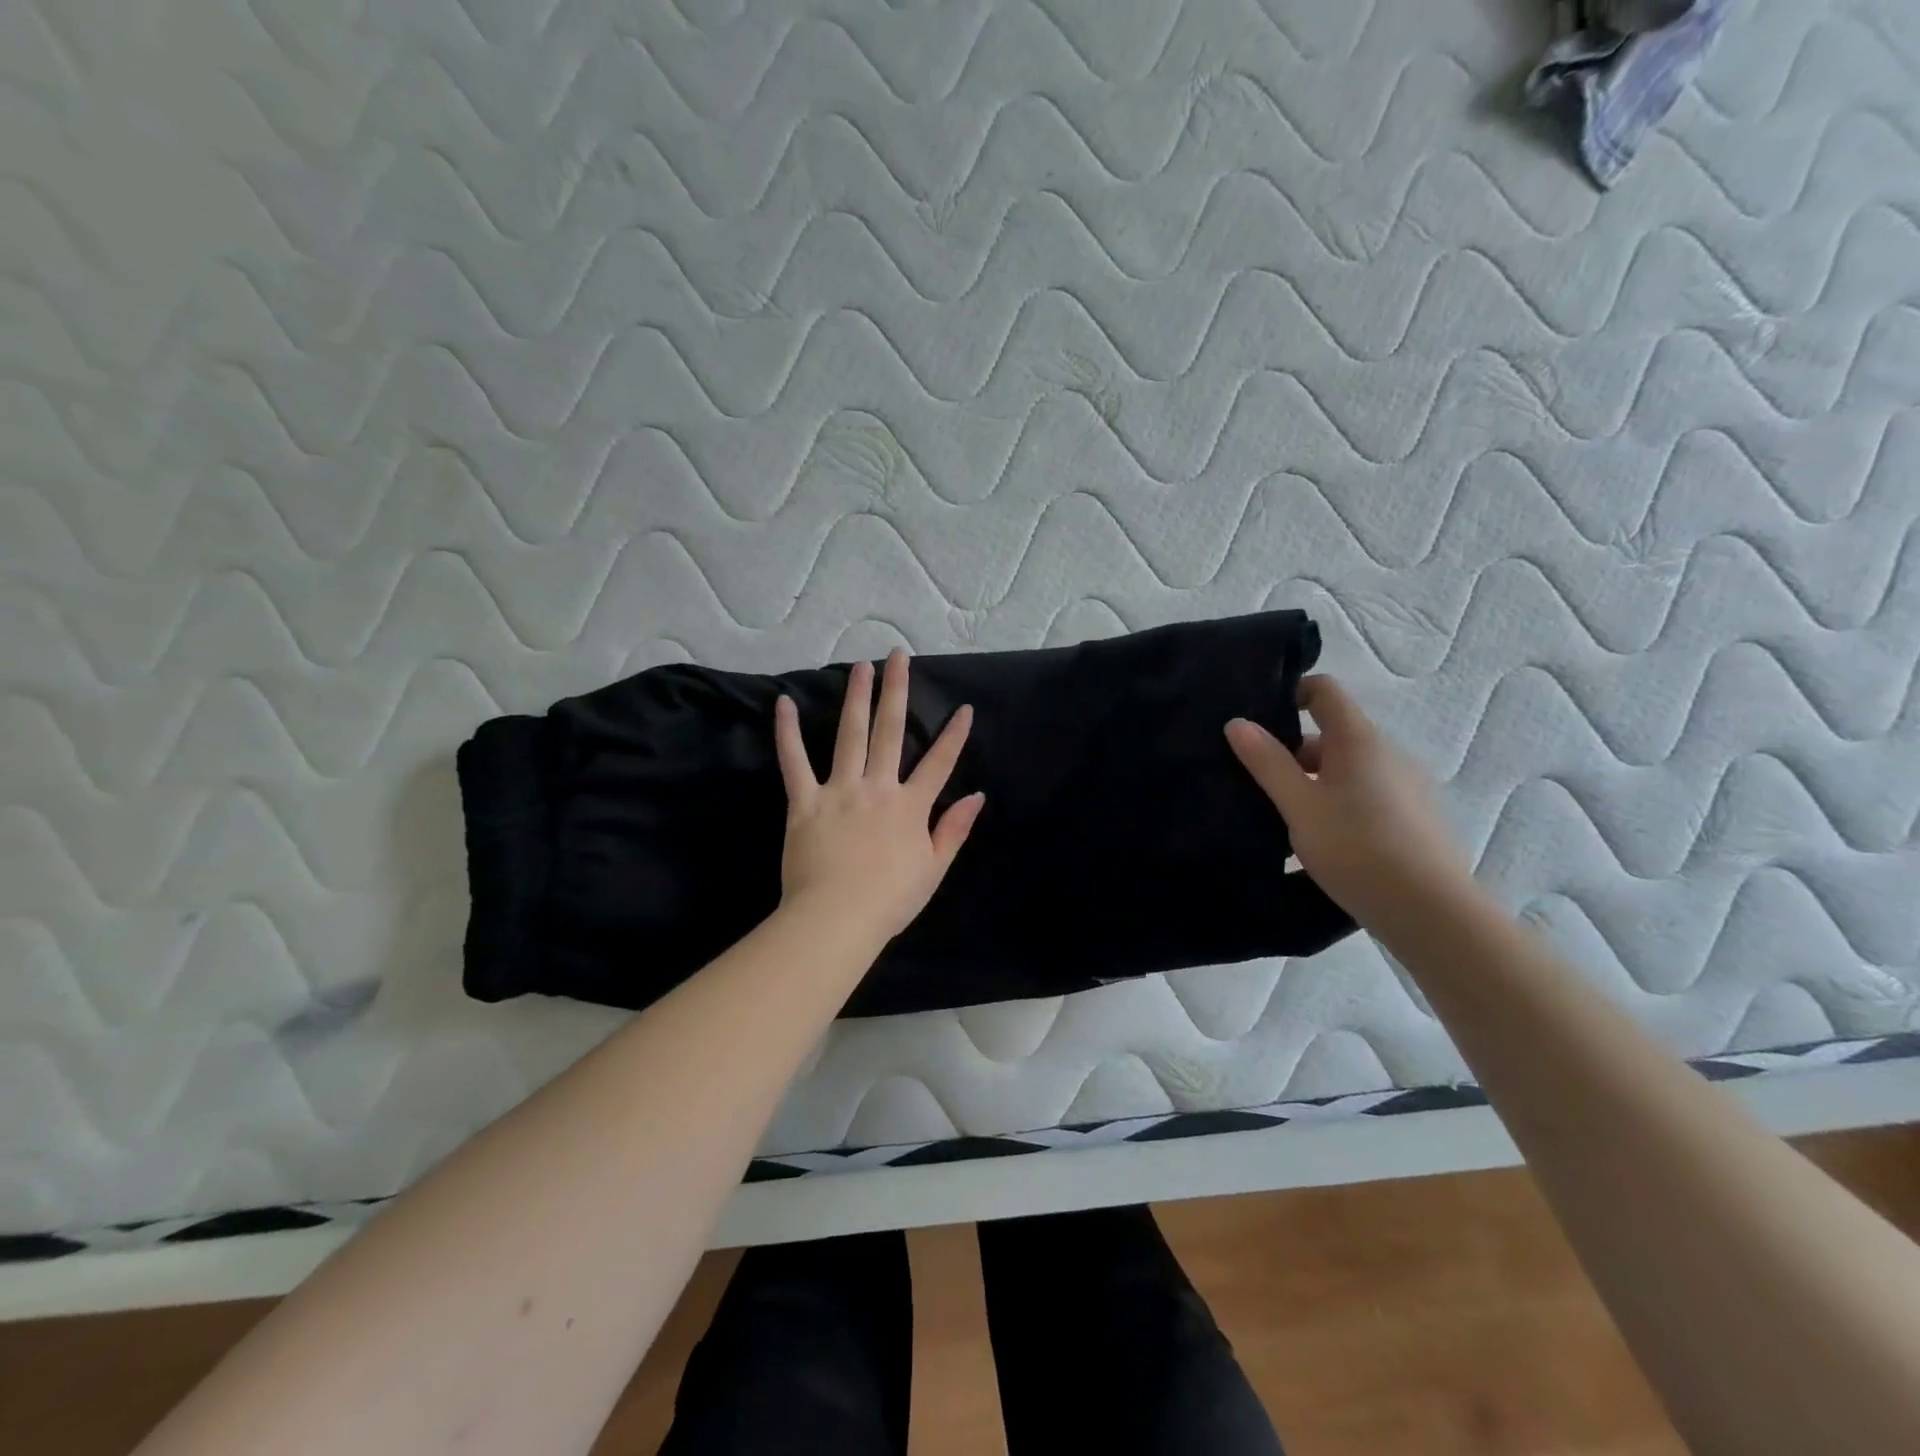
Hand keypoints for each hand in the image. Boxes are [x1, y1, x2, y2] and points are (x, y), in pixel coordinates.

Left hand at [774, 649, 983, 943]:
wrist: (837, 919)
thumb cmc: (889, 901)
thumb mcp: (934, 869)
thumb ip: (954, 829)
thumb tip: (977, 796)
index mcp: (911, 807)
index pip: (939, 763)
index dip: (954, 735)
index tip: (964, 707)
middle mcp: (878, 787)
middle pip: (891, 731)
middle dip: (897, 691)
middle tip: (898, 657)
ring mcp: (840, 790)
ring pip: (850, 735)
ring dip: (856, 698)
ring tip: (860, 666)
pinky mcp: (805, 801)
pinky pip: (794, 761)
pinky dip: (787, 732)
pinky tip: (784, 703)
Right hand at [1226, 675, 1475, 928]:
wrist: (1430, 911)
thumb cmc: (1356, 847)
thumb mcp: (1299, 805)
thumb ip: (1267, 762)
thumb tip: (1238, 723)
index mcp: (1359, 739)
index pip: (1324, 691)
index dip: (1291, 693)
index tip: (1258, 719)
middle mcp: (1388, 753)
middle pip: (1333, 734)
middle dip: (1294, 752)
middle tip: (1259, 782)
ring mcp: (1408, 785)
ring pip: (1349, 768)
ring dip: (1316, 782)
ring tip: (1286, 818)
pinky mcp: (1416, 817)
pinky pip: (1368, 794)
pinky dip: (1341, 803)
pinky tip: (1324, 841)